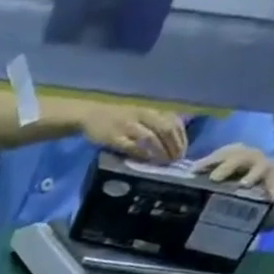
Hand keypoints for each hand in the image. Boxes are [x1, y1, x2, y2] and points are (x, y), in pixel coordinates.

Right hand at [73, 101, 187, 162]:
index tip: (182, 152)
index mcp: (152, 109)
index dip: (181, 138)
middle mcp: (143, 115)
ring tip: (163, 164)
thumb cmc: (117, 117)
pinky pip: (131, 146)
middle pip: (165, 129)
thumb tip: (171, 140)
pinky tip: (146, 161)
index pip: (174, 122)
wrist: (90, 115)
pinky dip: (141, 154)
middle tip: (174, 161)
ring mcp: (128, 126)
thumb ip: (155, 123)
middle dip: (173, 146)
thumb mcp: (140, 114)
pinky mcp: (113, 137)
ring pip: (150, 138)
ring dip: (159, 152)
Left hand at [194, 143, 273, 215]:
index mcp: (229, 154)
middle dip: (226, 166)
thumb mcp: (216, 175)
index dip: (207, 162)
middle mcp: (246, 156)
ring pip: (259, 166)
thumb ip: (200, 180)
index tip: (194, 171)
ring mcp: (262, 164)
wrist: (262, 176)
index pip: (218, 155)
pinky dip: (273, 188)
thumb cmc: (230, 177)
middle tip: (215, 178)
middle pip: (237, 157)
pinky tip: (271, 198)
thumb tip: (175, 189)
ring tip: (243, 184)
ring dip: (252, 174)